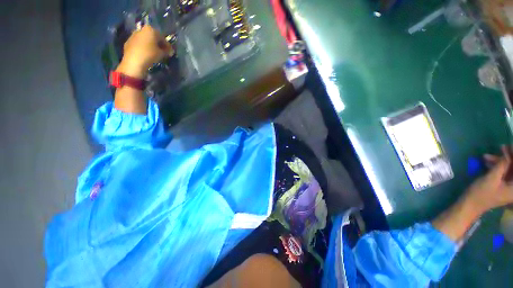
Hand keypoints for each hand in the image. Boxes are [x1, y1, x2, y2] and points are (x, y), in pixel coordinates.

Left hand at [116, 25, 171, 77]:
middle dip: (158, 44)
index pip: (162, 37)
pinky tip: (146, 55)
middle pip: (152, 37)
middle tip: (162, 52)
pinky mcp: (128, 42)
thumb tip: (170, 51)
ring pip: (145, 40)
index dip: (167, 45)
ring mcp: (133, 35)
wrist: (134, 62)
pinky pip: (139, 44)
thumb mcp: (162, 53)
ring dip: (150, 46)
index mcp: (150, 29)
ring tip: (154, 54)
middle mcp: (141, 30)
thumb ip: (167, 51)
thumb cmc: (150, 54)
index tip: (170, 52)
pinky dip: (143, 48)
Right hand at [433, 146, 512, 240]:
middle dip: (508, 158)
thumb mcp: (491, 178)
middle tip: (501, 148)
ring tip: (488, 156)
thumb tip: (508, 153)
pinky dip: (498, 166)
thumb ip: (502, 165)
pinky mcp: (502, 185)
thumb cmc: (481, 193)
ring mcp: (508, 186)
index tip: (509, 147)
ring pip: (509, 169)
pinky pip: (504, 172)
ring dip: (501, 161)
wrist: (470, 205)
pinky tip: (488, 162)